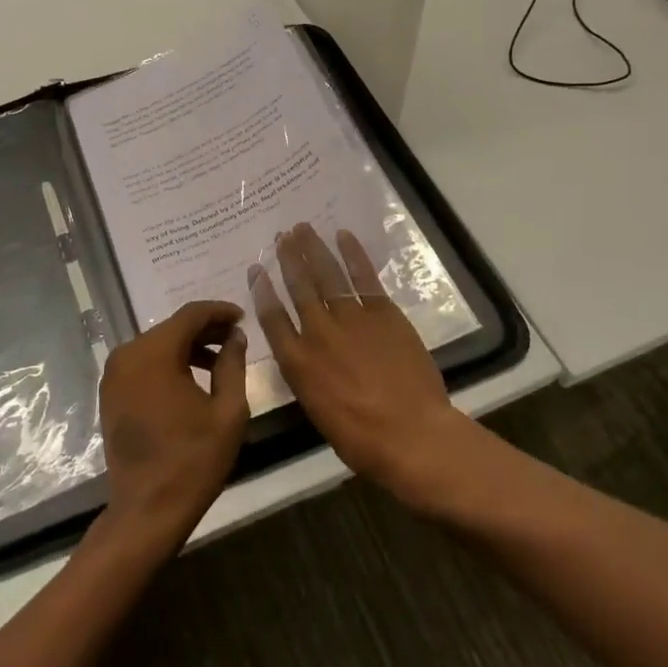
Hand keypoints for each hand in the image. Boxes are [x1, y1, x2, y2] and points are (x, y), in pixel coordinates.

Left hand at [98, 300, 249, 545]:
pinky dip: (168, 364)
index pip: (190, 315)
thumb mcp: (228, 411)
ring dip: (187, 348)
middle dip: (205, 331)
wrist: (147, 509)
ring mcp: (114, 374)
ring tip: (219, 362)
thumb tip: (235, 336)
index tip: (242, 317)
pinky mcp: (111, 392)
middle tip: (235, 339)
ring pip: (157, 345)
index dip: (219, 312)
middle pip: (172, 328)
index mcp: (154, 353)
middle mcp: (127, 354)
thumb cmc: (193, 460)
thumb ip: (232, 365)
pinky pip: (143, 364)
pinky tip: (192, 380)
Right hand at [249, 223, 477, 503]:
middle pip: (298, 287)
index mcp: (297, 362)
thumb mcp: (316, 410)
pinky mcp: (383, 313)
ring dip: (313, 249)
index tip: (256, 269)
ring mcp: (351, 318)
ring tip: (302, 228)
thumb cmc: (361, 438)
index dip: (262, 290)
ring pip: (327, 275)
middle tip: (281, 236)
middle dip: (288, 259)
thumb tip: (303, 354)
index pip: (272, 317)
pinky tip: (342, 236)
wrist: (411, 435)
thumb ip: (306, 375)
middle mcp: (318, 332)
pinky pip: (363, 277)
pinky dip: (352, 254)